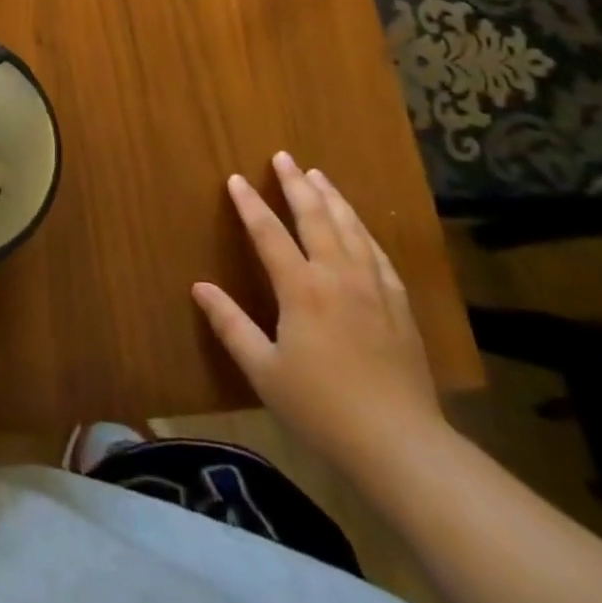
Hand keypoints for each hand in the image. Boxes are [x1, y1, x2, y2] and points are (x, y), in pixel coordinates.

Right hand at [191, 150, 445, 478]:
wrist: (401, 445)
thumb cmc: (322, 408)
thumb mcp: (264, 371)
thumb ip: (230, 325)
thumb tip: (199, 287)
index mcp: (301, 288)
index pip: (269, 233)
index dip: (250, 204)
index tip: (236, 178)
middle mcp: (337, 276)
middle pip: (315, 218)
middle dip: (296, 185)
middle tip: (284, 157)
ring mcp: (373, 288)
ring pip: (351, 229)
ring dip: (332, 198)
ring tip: (319, 175)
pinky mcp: (399, 306)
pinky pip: (379, 254)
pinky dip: (363, 231)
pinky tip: (359, 226)